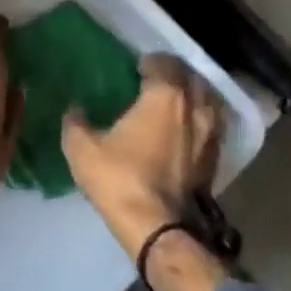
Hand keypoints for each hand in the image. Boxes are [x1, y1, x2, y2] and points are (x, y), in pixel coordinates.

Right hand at [62, 53, 223, 261]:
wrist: (158, 227)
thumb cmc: (120, 179)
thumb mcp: (82, 148)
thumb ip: (75, 122)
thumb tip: (75, 109)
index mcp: (165, 95)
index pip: (164, 63)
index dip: (150, 62)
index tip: (135, 69)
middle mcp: (195, 107)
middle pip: (191, 77)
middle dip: (174, 75)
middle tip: (154, 82)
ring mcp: (211, 133)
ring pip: (207, 101)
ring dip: (192, 96)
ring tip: (173, 104)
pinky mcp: (215, 158)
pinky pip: (211, 126)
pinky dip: (199, 121)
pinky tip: (184, 132)